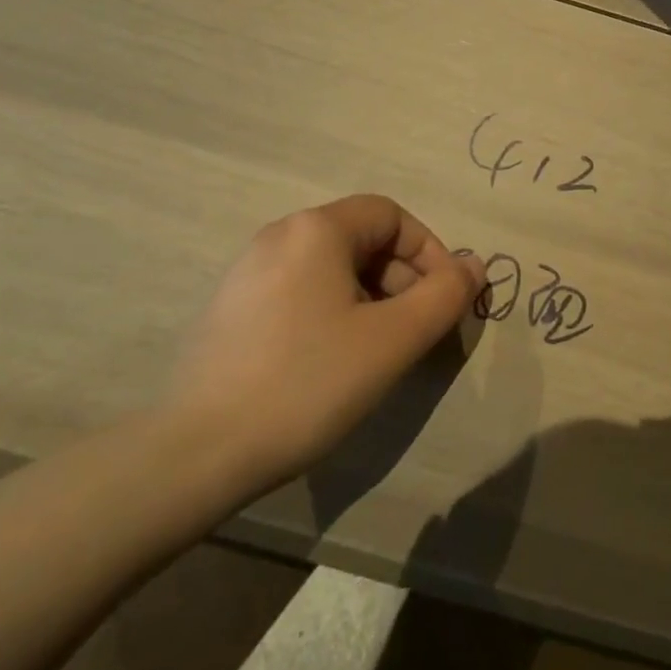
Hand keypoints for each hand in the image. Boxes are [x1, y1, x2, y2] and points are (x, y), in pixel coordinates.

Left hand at [161, 195, 484, 499]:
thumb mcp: (393, 340)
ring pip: (333, 268)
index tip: (444, 300)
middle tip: (416, 332)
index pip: (392, 216)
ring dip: (372, 299)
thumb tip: (474, 264)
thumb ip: (445, 295)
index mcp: (316, 229)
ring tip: (379, 351)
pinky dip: (334, 312)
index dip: (430, 252)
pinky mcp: (230, 308)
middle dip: (402, 279)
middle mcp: (279, 236)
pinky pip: (301, 291)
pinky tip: (333, 362)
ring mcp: (247, 272)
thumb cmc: (307, 383)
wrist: (196, 453)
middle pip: (362, 239)